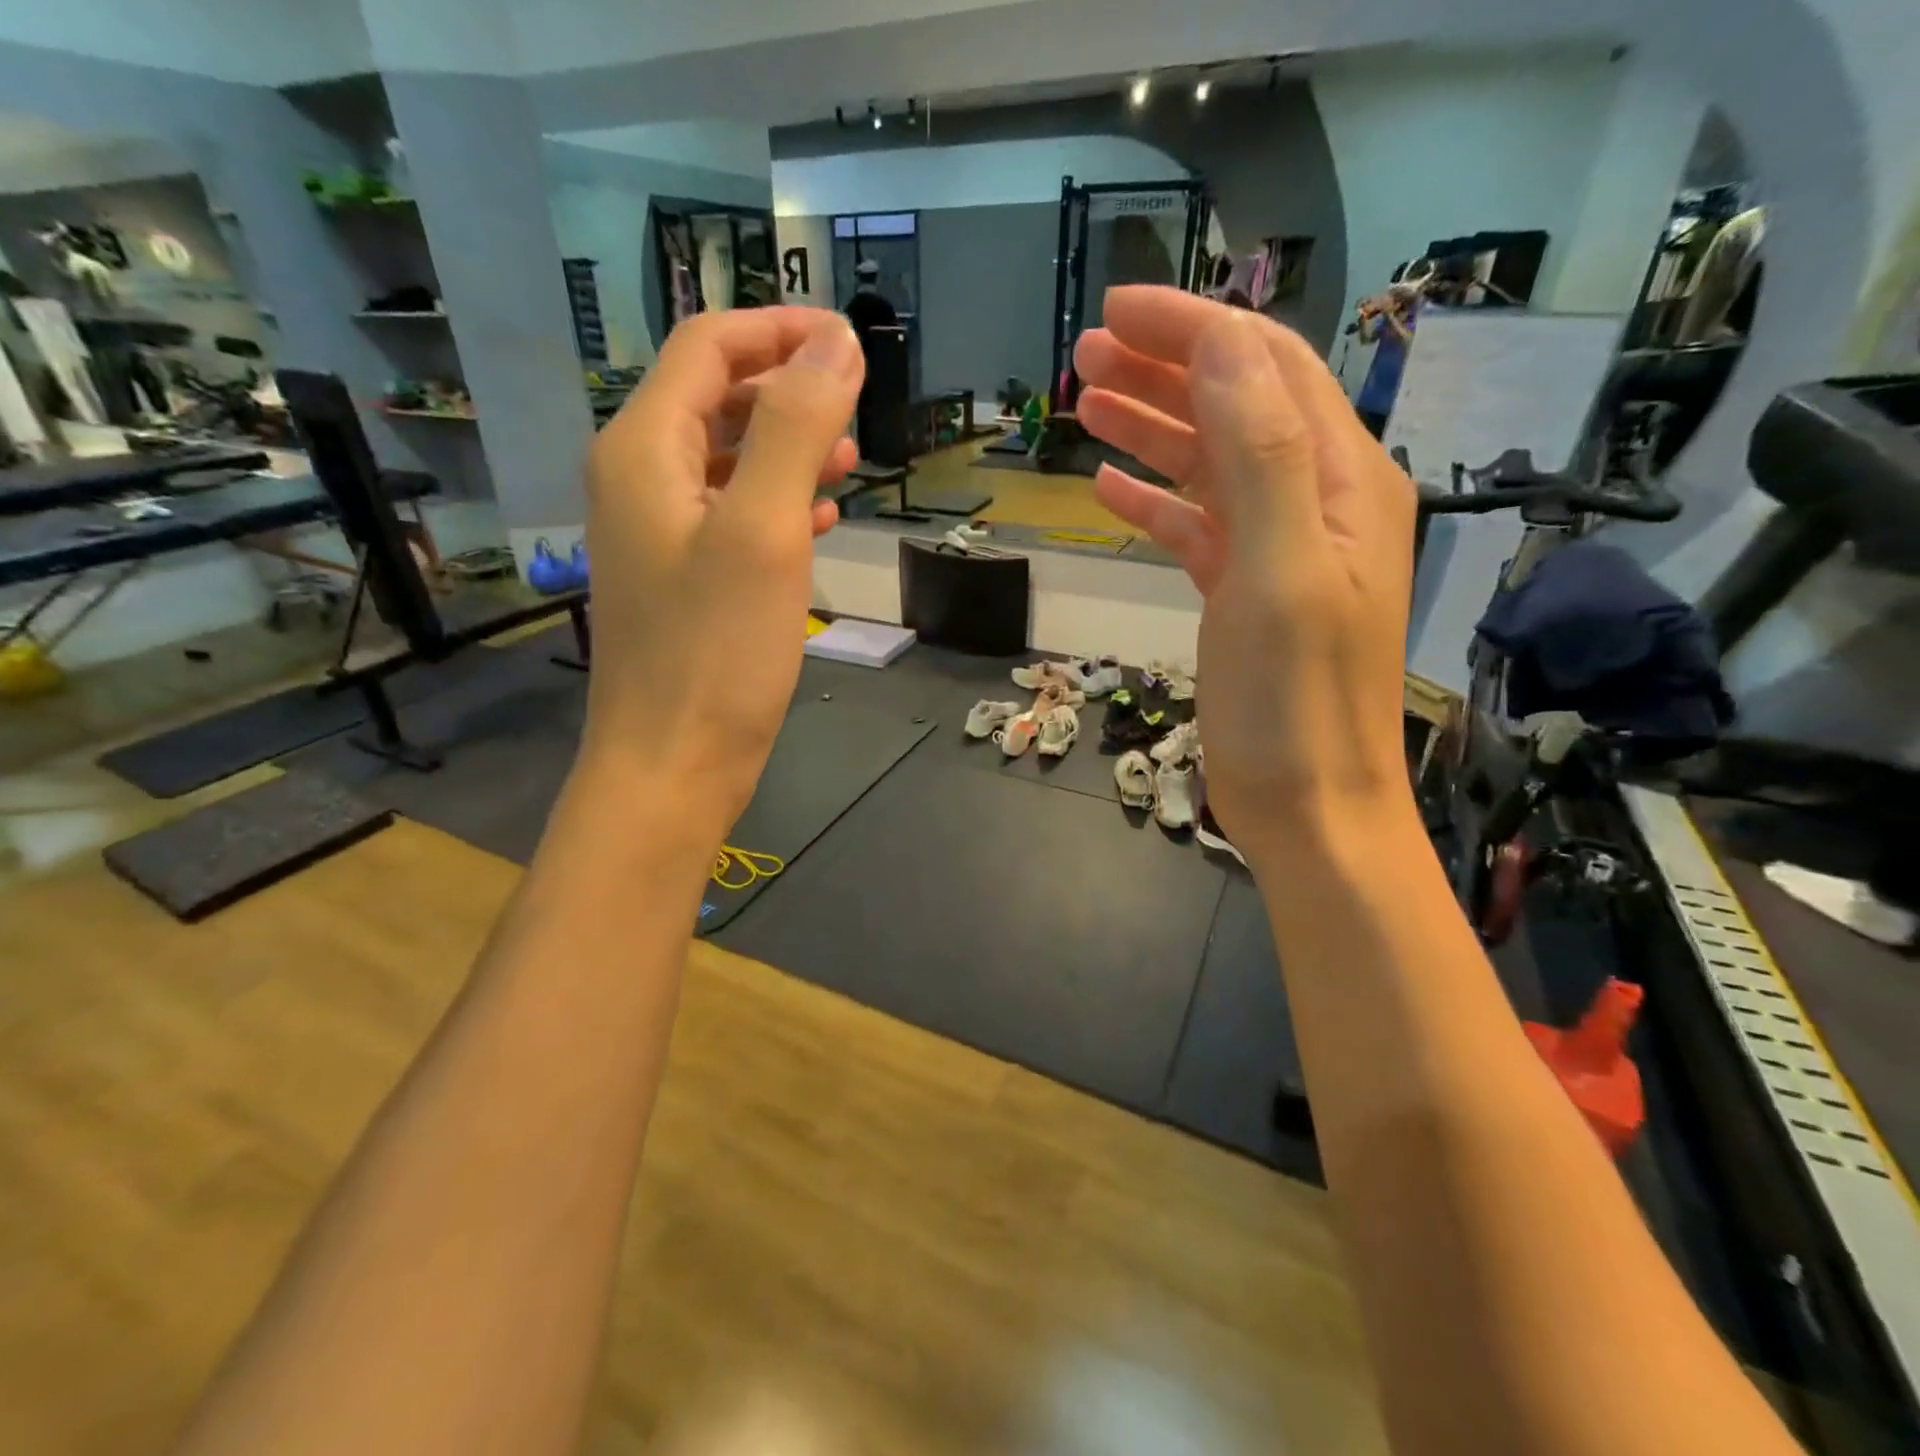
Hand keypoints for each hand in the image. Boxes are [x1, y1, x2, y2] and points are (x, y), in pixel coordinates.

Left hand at [580, 308, 862, 828]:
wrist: (672, 766)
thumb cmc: (716, 652)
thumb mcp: (762, 530)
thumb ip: (794, 427)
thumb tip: (836, 343)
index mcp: (643, 450)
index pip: (707, 347)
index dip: (779, 330)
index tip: (850, 342)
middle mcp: (639, 479)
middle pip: (713, 397)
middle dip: (787, 390)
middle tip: (855, 410)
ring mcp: (658, 533)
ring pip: (726, 458)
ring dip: (786, 447)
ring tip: (847, 462)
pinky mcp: (682, 579)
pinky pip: (731, 514)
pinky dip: (775, 502)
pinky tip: (818, 520)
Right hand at [1074, 287, 1416, 858]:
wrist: (1309, 807)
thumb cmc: (1295, 702)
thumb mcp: (1280, 573)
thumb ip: (1262, 457)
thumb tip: (1222, 349)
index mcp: (1342, 483)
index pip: (1266, 370)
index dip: (1193, 329)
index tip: (1117, 309)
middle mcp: (1318, 503)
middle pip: (1236, 407)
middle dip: (1163, 370)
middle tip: (1084, 354)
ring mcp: (1279, 550)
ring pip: (1210, 465)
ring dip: (1151, 428)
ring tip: (1084, 404)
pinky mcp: (1244, 594)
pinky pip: (1196, 527)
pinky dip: (1154, 502)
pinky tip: (1107, 489)